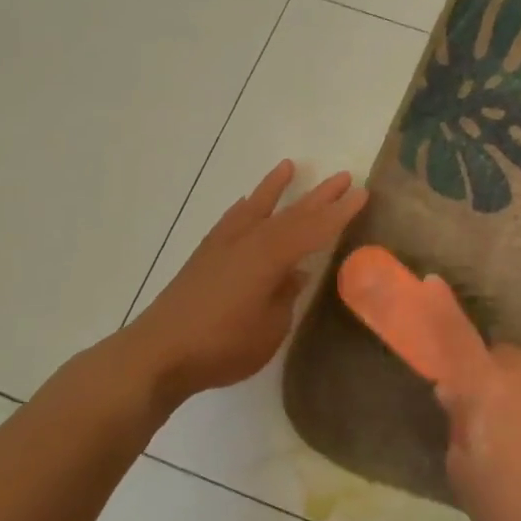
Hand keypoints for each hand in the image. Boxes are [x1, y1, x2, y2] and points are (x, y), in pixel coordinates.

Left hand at [122, 161, 367, 405]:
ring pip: (257, 208)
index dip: (340, 213)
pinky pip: (231, 220)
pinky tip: (246, 203)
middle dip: (319, 196)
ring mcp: (223, 246)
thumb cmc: (223, 346)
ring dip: (275, 188)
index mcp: (271, 257)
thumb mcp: (270, 328)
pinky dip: (244, 208)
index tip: (363, 194)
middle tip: (344, 177)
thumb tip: (294, 274)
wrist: (157, 353)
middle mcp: (249, 242)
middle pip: (291, 213)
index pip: (314, 229)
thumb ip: (285, 296)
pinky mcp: (204, 256)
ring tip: (289, 166)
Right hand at [336, 247, 520, 520]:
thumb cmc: (509, 508)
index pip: (456, 337)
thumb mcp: (464, 471)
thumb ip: (459, 423)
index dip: (441, 309)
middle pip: (503, 359)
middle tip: (494, 420)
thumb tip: (458, 396)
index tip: (431, 281)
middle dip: (495, 378)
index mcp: (485, 388)